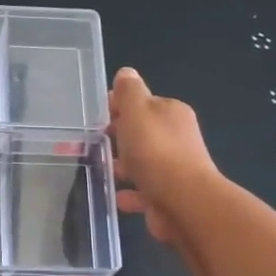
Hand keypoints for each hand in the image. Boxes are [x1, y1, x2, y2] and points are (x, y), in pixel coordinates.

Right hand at [109, 68, 217, 244]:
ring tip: (100, 169)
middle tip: (92, 143)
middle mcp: (177, 137)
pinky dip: (130, 191)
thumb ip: (129, 91)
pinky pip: (144, 190)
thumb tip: (126, 73)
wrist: (183, 202)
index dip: (118, 107)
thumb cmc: (155, 150)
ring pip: (143, 162)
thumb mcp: (136, 111)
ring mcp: (175, 168)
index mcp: (171, 112)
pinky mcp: (169, 195)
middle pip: (142, 132)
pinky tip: (117, 195)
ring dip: (123, 165)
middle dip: (119, 136)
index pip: (142, 103)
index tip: (96, 116)